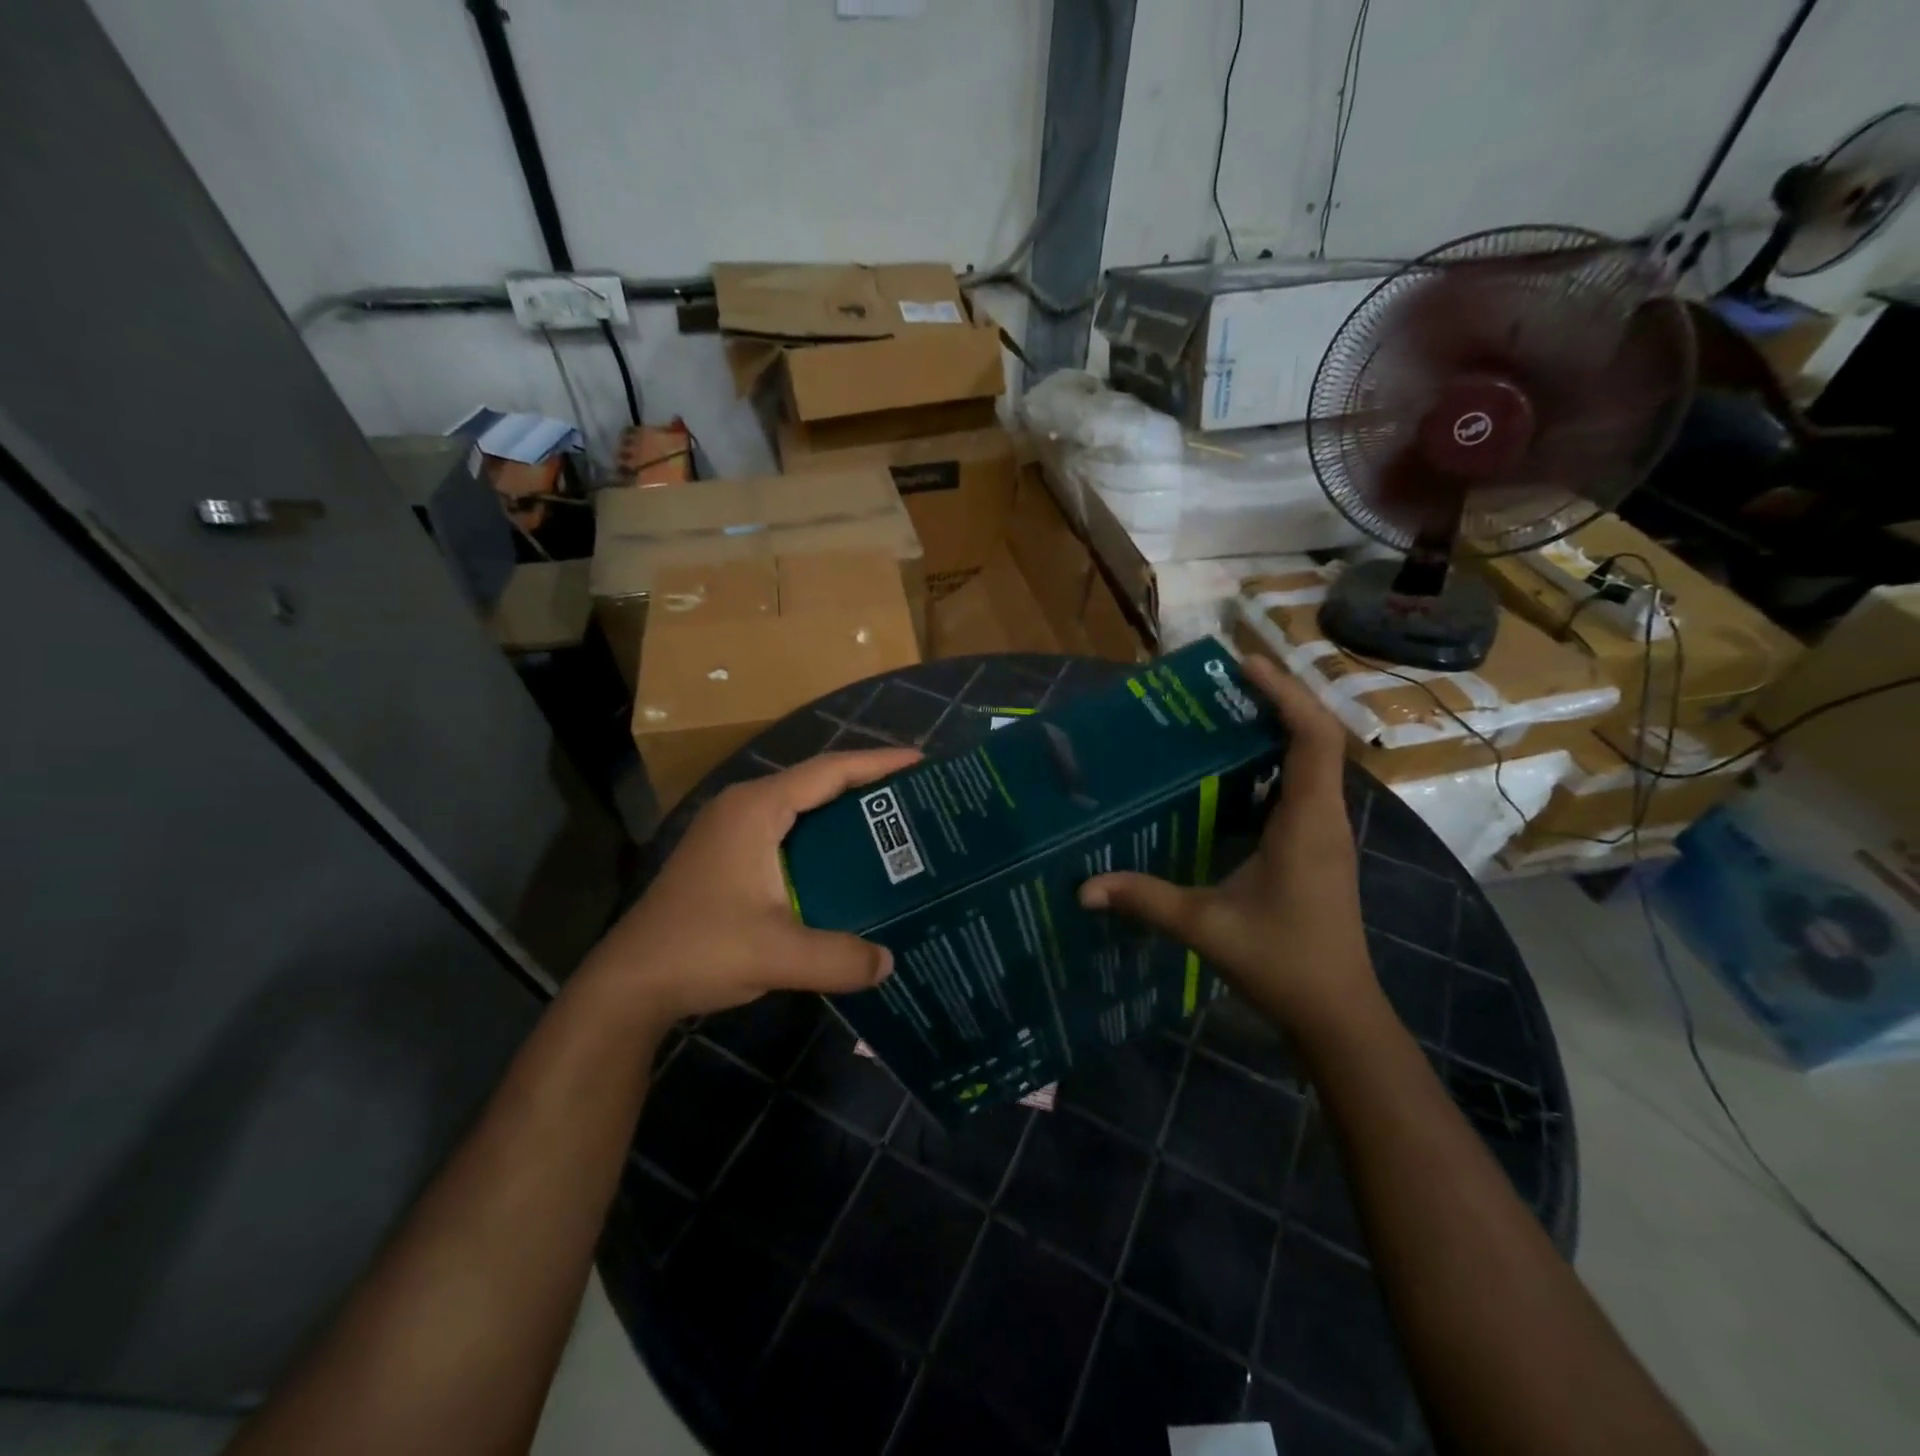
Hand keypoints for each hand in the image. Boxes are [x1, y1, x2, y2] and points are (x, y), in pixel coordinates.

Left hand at [583, 747, 920, 1026]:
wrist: (630, 983)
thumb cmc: (701, 950)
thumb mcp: (778, 955)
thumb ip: (840, 957)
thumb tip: (889, 962)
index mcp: (757, 809)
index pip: (829, 771)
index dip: (878, 763)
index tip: (921, 762)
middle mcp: (744, 807)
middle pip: (817, 782)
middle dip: (867, 786)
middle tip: (916, 800)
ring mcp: (731, 830)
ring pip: (801, 807)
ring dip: (844, 813)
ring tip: (892, 828)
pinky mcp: (727, 855)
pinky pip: (787, 830)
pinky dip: (822, 836)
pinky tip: (847, 865)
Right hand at [1079, 655, 1374, 1030]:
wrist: (1337, 1014)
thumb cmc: (1283, 963)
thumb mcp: (1206, 927)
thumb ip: (1146, 900)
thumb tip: (1084, 887)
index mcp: (1307, 823)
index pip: (1313, 737)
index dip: (1285, 693)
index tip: (1245, 665)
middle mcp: (1325, 818)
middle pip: (1318, 737)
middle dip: (1279, 699)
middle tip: (1226, 680)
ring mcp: (1326, 833)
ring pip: (1314, 762)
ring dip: (1279, 728)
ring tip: (1227, 711)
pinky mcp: (1319, 848)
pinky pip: (1302, 787)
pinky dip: (1275, 764)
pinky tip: (1234, 772)